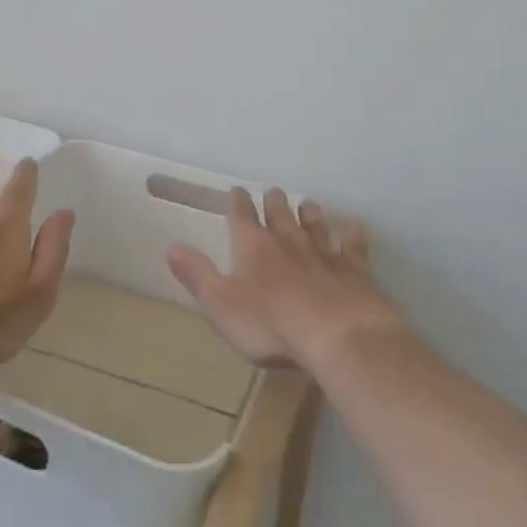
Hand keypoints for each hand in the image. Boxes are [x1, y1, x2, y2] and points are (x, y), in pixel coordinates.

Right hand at [168, 189, 403, 373]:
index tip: (236, 191)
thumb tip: (172, 246)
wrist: (338, 335)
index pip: (241, 216)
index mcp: (253, 246)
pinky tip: (354, 227)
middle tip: (273, 191)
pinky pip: (353, 246)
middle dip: (274, 202)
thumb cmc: (270, 324)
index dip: (237, 203)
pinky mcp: (355, 269)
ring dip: (309, 213)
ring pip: (315, 224)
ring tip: (307, 203)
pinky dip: (352, 235)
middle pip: (279, 213)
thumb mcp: (221, 304)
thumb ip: (197, 275)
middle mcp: (288, 240)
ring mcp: (324, 252)